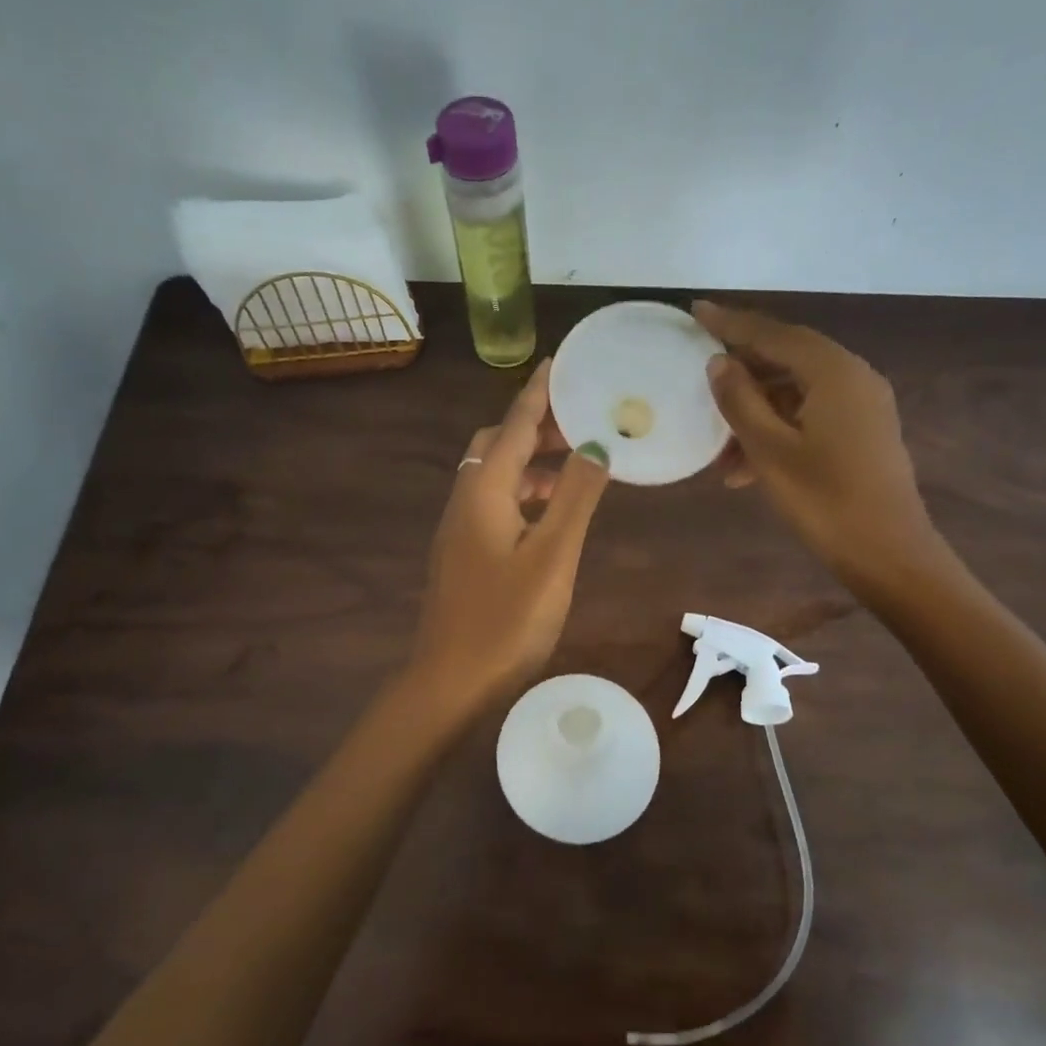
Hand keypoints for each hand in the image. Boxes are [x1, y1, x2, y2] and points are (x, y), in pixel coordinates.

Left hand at [411, 359, 611, 714]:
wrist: (450, 682)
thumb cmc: (507, 619)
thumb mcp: (553, 555)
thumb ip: (574, 497)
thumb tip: (595, 445)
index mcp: (484, 492)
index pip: (513, 426)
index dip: (537, 393)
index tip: (560, 363)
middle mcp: (465, 500)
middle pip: (496, 445)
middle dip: (534, 426)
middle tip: (579, 422)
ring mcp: (458, 530)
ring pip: (493, 476)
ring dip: (529, 462)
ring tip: (574, 465)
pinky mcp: (461, 554)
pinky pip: (492, 503)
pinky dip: (521, 493)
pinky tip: (547, 515)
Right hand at [693, 300, 939, 588]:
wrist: (888, 554)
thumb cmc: (824, 500)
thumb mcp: (770, 450)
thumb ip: (741, 400)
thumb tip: (719, 362)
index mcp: (834, 372)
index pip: (774, 334)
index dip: (732, 323)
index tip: (697, 310)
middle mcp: (853, 377)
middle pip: (787, 359)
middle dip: (742, 376)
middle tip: (700, 377)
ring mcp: (863, 405)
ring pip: (796, 394)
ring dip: (756, 415)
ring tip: (720, 453)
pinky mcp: (863, 432)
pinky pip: (811, 416)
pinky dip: (778, 432)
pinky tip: (747, 469)